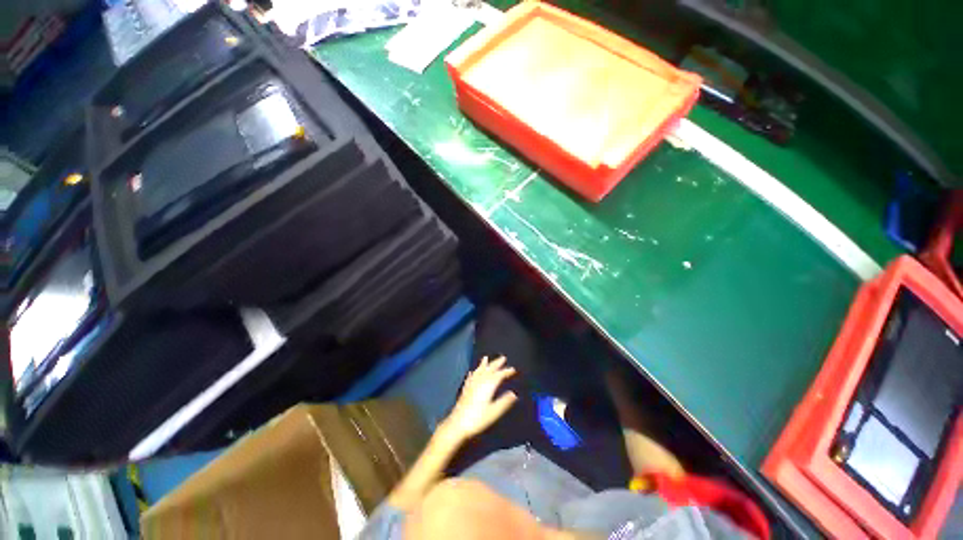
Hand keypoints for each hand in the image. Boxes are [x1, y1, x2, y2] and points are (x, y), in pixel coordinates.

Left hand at [441, 356, 517, 442]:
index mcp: (488, 385)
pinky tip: (472, 372)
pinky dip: (473, 373)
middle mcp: (480, 381)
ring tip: (486, 358)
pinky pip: (470, 377)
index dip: (506, 371)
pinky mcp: (465, 389)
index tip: (513, 369)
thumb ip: (504, 402)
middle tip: (502, 357)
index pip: (499, 375)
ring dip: (483, 364)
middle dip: (496, 363)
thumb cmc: (477, 419)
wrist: (457, 424)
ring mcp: (471, 384)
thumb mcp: (494, 412)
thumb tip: (514, 394)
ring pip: (479, 370)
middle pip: (489, 369)